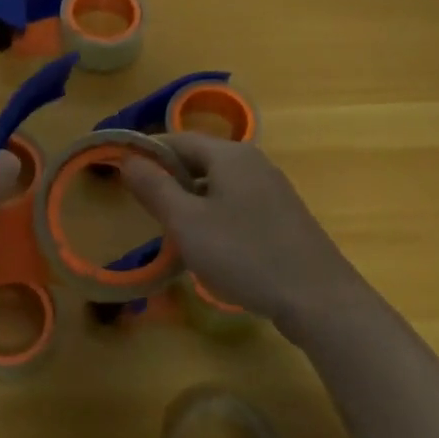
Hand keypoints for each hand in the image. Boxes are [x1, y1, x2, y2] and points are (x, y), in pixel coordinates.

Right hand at [121, 134, 368, 336]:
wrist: (317, 298)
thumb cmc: (244, 254)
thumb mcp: (187, 222)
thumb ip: (154, 187)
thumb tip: (128, 159)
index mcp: (230, 154)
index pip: (176, 139)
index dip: (146, 153)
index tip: (120, 175)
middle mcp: (253, 162)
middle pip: (198, 160)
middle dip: (168, 180)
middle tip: (144, 209)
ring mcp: (271, 188)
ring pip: (217, 184)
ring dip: (190, 201)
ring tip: (172, 231)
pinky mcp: (282, 215)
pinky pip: (236, 203)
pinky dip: (214, 215)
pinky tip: (209, 246)